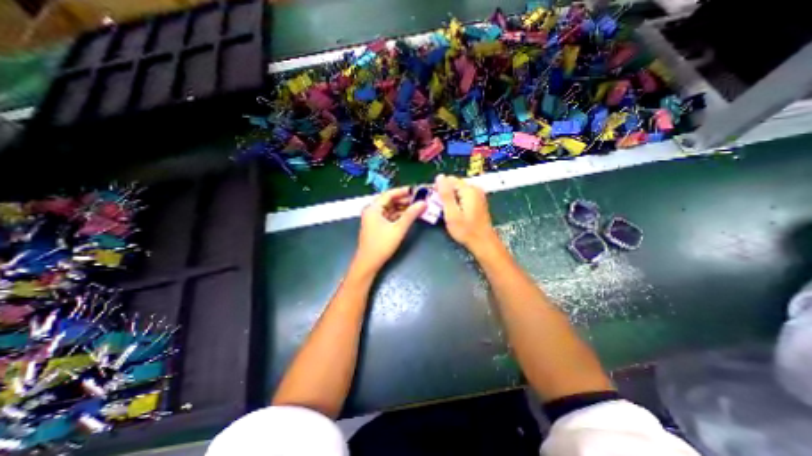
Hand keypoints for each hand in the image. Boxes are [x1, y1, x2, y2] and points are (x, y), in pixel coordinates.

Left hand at [356, 189, 426, 273]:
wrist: (368, 263)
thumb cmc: (381, 245)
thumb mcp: (398, 228)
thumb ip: (411, 214)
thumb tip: (423, 203)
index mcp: (373, 208)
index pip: (389, 194)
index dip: (403, 191)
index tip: (416, 190)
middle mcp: (372, 211)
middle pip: (389, 201)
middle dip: (404, 200)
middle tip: (419, 199)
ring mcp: (373, 219)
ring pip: (390, 209)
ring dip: (402, 208)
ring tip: (417, 207)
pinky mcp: (376, 226)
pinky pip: (389, 216)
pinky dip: (398, 215)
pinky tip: (409, 216)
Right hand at [435, 175, 498, 251]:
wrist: (483, 242)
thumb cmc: (466, 230)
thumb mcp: (452, 213)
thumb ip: (445, 194)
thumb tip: (439, 177)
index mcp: (468, 190)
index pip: (449, 179)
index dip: (439, 187)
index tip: (434, 199)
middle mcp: (475, 189)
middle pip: (455, 184)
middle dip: (445, 192)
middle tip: (439, 206)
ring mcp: (478, 195)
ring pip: (458, 190)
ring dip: (450, 197)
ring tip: (446, 210)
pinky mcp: (478, 201)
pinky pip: (464, 196)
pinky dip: (457, 201)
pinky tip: (455, 211)